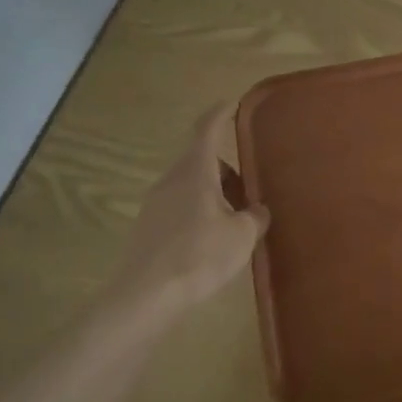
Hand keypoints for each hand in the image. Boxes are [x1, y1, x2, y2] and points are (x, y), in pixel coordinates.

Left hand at [106, 103, 269, 319]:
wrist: (145, 297)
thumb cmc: (198, 256)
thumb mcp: (241, 236)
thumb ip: (254, 216)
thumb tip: (257, 210)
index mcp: (195, 171)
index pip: (207, 129)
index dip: (221, 113)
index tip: (234, 103)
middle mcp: (171, 180)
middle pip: (201, 160)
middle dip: (227, 169)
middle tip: (250, 189)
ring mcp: (155, 204)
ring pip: (190, 185)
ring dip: (213, 193)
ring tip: (235, 221)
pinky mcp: (147, 228)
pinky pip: (179, 207)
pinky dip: (198, 212)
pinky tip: (211, 241)